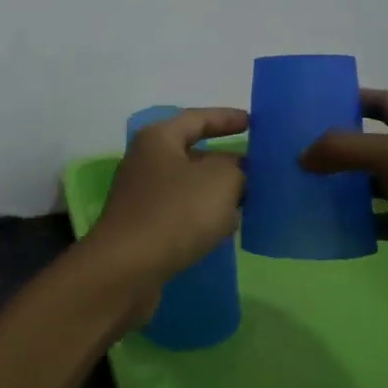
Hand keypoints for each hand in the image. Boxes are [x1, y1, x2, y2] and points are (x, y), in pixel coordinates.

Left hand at [83, 107, 247, 312]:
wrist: (127, 269)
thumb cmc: (175, 213)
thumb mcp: (221, 180)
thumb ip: (237, 169)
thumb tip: (237, 173)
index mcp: (159, 139)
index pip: (198, 118)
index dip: (227, 118)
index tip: (254, 122)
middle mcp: (146, 162)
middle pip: (193, 154)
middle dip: (226, 161)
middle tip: (259, 169)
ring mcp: (142, 197)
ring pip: (189, 187)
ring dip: (217, 193)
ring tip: (250, 201)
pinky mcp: (143, 228)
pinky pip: (181, 213)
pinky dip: (203, 217)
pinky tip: (225, 230)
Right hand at [300, 89, 387, 315]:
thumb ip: (345, 149)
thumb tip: (303, 156)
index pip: (382, 102)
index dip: (351, 98)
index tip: (313, 105)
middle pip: (372, 142)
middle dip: (338, 145)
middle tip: (296, 150)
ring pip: (372, 183)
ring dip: (343, 185)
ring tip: (303, 186)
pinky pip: (378, 219)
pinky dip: (356, 221)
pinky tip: (328, 224)